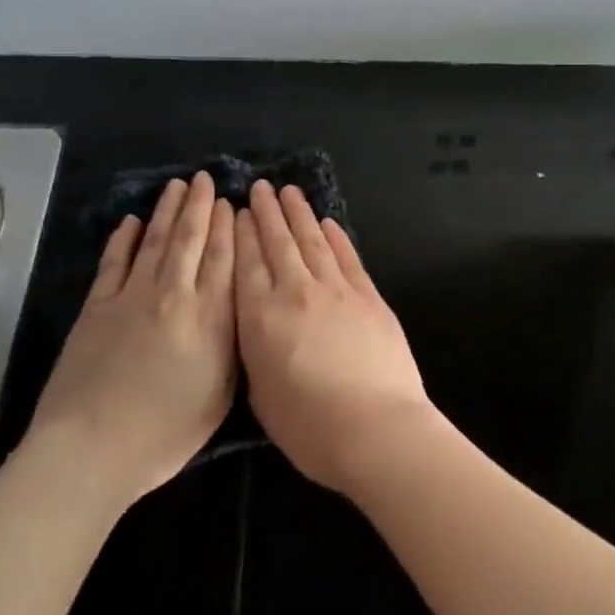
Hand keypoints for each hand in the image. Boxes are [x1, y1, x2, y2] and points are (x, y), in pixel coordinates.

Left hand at [30, 173, 235, 506]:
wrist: (90, 449)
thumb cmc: (166, 432)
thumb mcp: (222, 393)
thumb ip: (235, 343)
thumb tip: (240, 305)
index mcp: (210, 317)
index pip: (224, 258)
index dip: (229, 226)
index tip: (232, 202)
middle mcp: (174, 295)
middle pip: (190, 240)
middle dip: (199, 206)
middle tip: (205, 179)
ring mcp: (131, 298)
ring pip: (154, 242)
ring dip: (166, 212)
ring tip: (176, 186)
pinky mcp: (96, 308)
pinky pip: (113, 264)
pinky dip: (122, 240)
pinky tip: (130, 222)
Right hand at [233, 181, 433, 493]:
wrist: (375, 427)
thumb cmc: (309, 427)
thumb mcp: (260, 394)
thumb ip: (255, 350)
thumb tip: (259, 325)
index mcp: (260, 318)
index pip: (246, 264)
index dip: (242, 233)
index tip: (239, 211)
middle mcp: (295, 292)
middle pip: (278, 243)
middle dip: (267, 213)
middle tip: (260, 187)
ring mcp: (336, 289)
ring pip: (312, 241)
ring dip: (299, 214)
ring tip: (288, 191)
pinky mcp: (368, 295)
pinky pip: (347, 257)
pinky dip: (336, 237)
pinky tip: (328, 223)